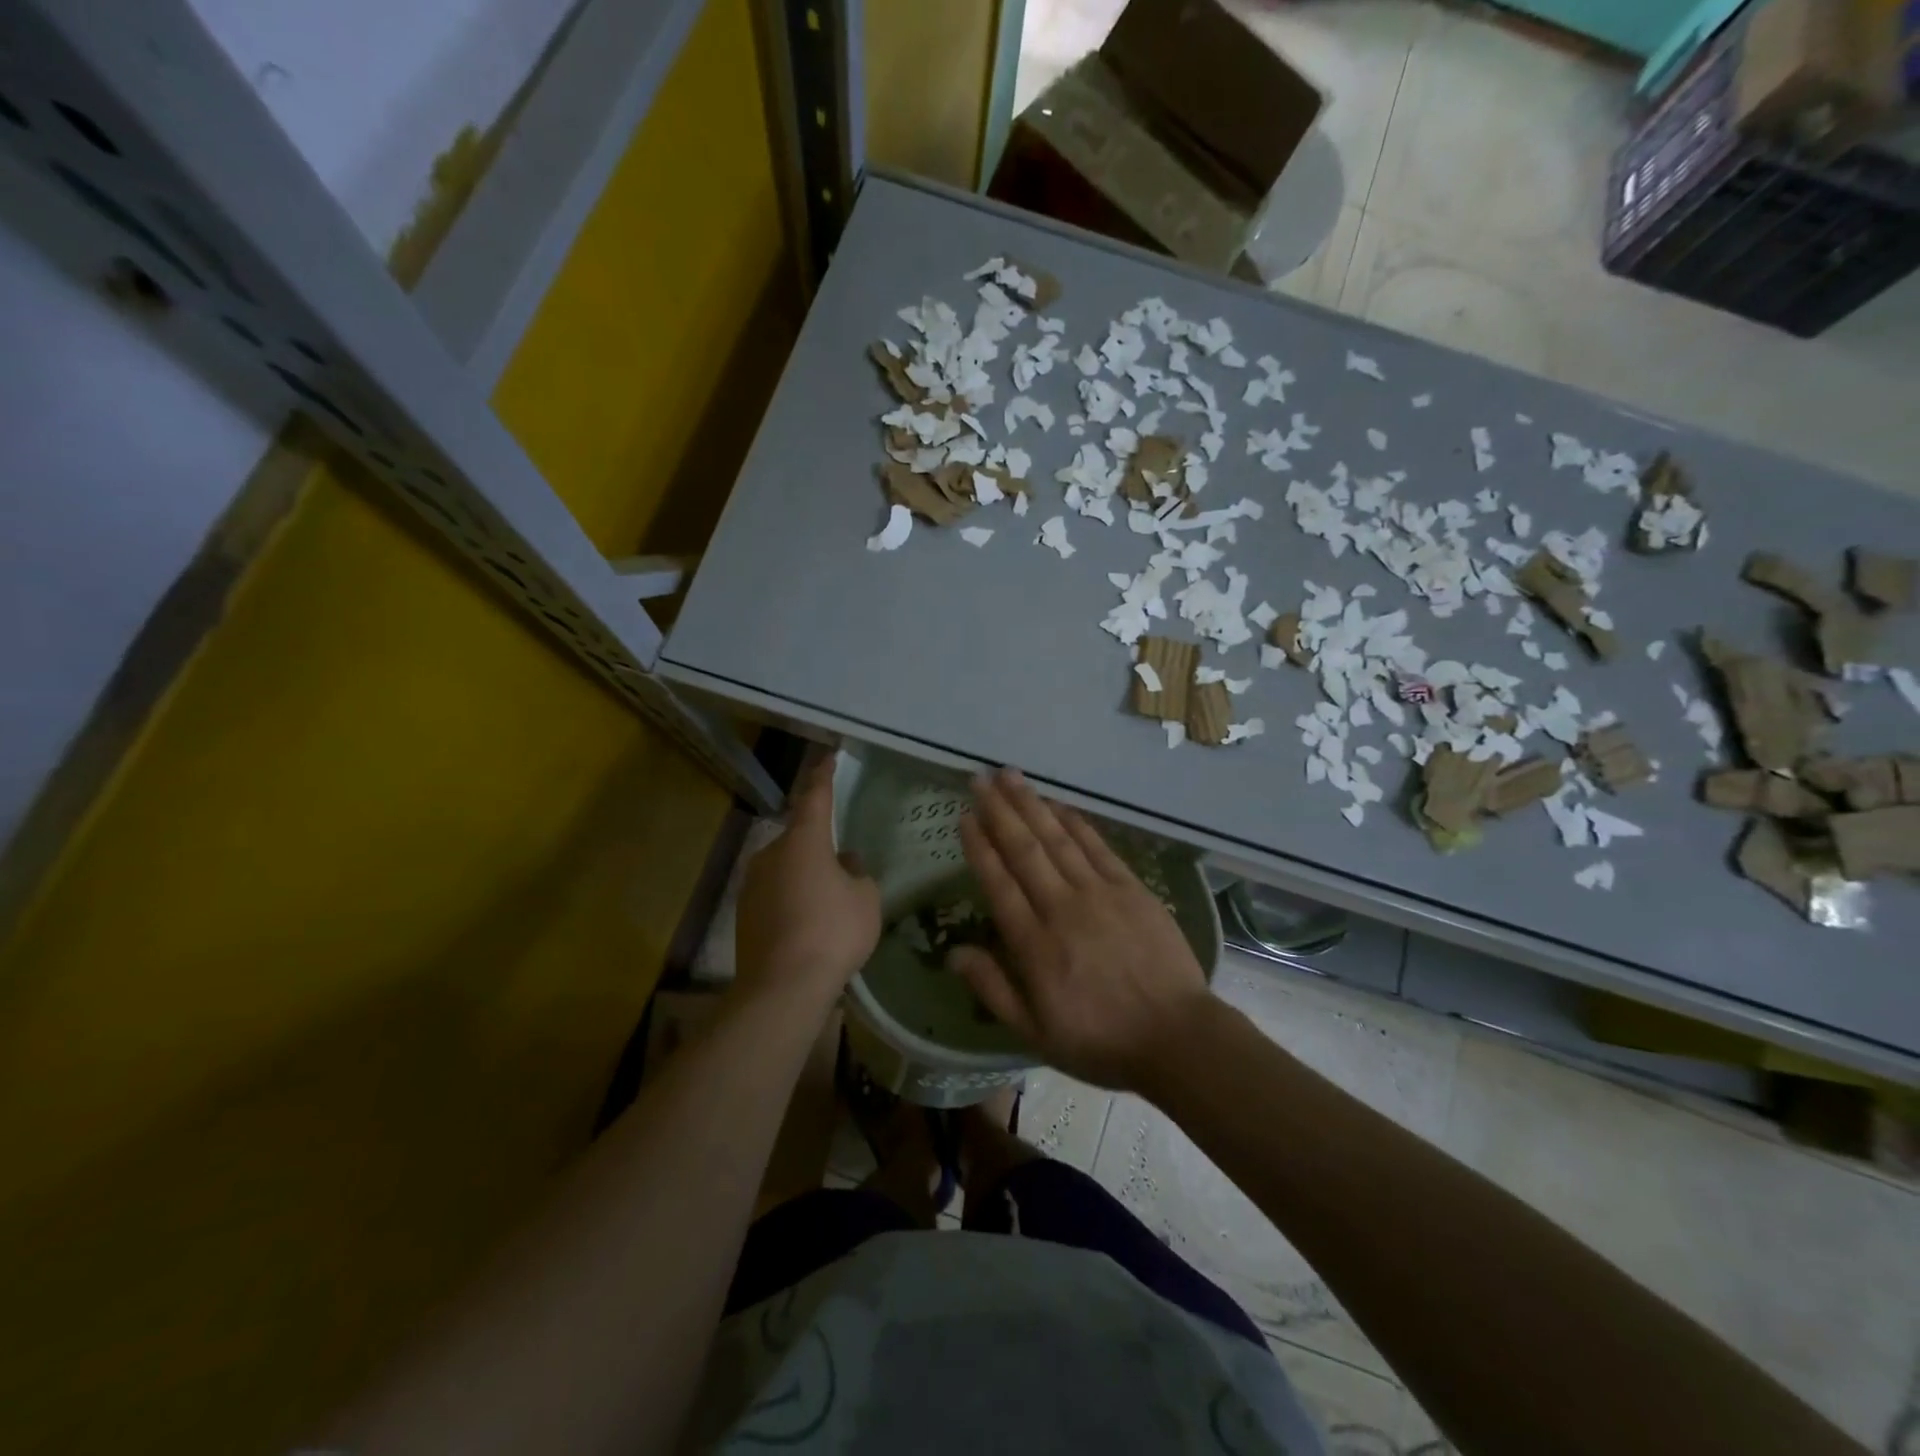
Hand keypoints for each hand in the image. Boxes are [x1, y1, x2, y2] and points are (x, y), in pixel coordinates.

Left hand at [734, 756, 880, 1011]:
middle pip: (799, 836)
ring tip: (829, 899)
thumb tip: (846, 864)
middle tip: (844, 862)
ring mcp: (752, 884)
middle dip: (819, 843)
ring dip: (805, 873)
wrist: (783, 987)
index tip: (829, 758)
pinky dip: (792, 898)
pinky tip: (809, 922)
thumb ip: (859, 874)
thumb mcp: (865, 899)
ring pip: (785, 866)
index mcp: (804, 841)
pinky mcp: (744, 913)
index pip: (815, 797)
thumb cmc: (833, 932)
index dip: (823, 776)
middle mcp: (771, 854)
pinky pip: (775, 893)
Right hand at [950, 768, 1210, 1091]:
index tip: (965, 816)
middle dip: (999, 810)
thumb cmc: (1100, 1041)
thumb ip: (992, 988)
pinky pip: (1097, 846)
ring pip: (1058, 838)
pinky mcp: (1132, 888)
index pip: (998, 883)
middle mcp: (1062, 908)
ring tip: (1010, 776)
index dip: (979, 846)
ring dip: (1032, 804)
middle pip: (1024, 849)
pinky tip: (1058, 804)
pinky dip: (1075, 822)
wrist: (1176, 1038)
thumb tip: (952, 952)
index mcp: (1034, 944)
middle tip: (979, 778)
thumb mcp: (1035, 1033)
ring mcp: (1100, 894)